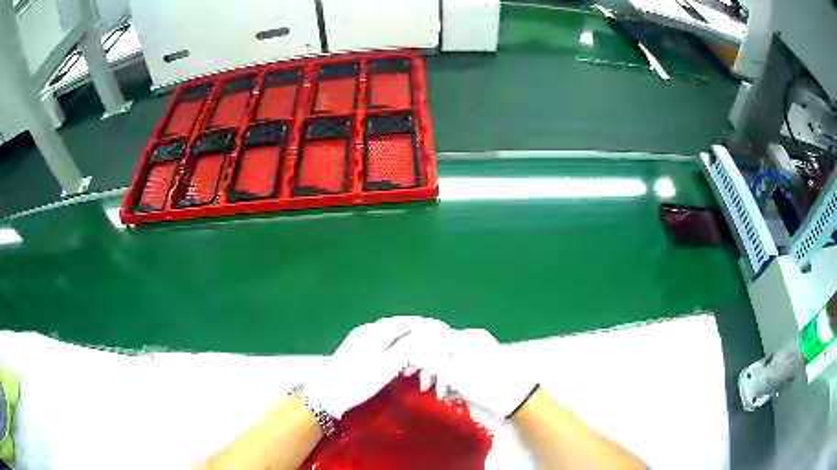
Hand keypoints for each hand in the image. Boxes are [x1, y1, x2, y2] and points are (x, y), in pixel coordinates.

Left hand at [303, 316, 450, 418]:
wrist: (326, 395)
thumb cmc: (357, 381)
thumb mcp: (387, 366)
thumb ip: (409, 348)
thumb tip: (429, 335)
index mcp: (375, 331)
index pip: (409, 322)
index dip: (429, 326)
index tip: (446, 332)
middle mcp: (369, 331)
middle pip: (402, 329)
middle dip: (422, 340)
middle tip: (436, 353)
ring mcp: (362, 341)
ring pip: (394, 340)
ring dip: (410, 350)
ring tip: (418, 367)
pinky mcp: (359, 353)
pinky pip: (386, 348)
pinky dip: (399, 356)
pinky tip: (402, 369)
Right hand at [399, 328, 538, 418]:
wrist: (520, 400)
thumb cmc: (487, 386)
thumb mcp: (455, 374)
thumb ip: (430, 360)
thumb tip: (409, 348)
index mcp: (467, 338)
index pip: (432, 338)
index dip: (416, 353)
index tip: (407, 372)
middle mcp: (474, 340)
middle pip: (440, 349)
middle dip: (429, 368)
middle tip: (424, 387)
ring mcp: (481, 352)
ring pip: (449, 360)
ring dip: (440, 377)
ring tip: (440, 394)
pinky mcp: (485, 365)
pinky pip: (460, 367)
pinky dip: (452, 379)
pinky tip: (451, 393)